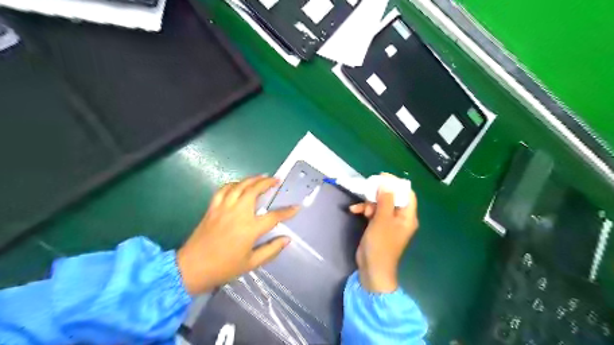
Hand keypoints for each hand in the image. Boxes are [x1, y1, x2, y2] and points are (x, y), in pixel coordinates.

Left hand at [177, 176, 299, 295]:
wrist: (191, 268)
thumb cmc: (223, 268)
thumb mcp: (251, 263)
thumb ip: (271, 250)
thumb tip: (287, 239)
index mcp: (250, 229)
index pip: (274, 216)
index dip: (287, 212)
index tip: (296, 207)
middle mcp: (238, 213)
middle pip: (254, 190)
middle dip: (267, 182)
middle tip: (276, 180)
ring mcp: (223, 208)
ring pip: (239, 186)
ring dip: (252, 179)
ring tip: (261, 176)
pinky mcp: (212, 208)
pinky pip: (223, 190)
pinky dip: (233, 184)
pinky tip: (238, 184)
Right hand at [350, 176, 417, 291]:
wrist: (372, 268)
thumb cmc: (380, 244)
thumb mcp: (382, 220)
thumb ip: (385, 200)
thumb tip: (386, 183)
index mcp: (407, 216)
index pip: (407, 194)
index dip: (395, 184)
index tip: (382, 177)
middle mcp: (400, 218)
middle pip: (392, 197)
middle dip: (379, 195)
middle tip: (368, 191)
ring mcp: (389, 222)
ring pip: (381, 204)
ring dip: (370, 203)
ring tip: (362, 210)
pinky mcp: (379, 226)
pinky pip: (374, 212)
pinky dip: (365, 210)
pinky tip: (354, 211)